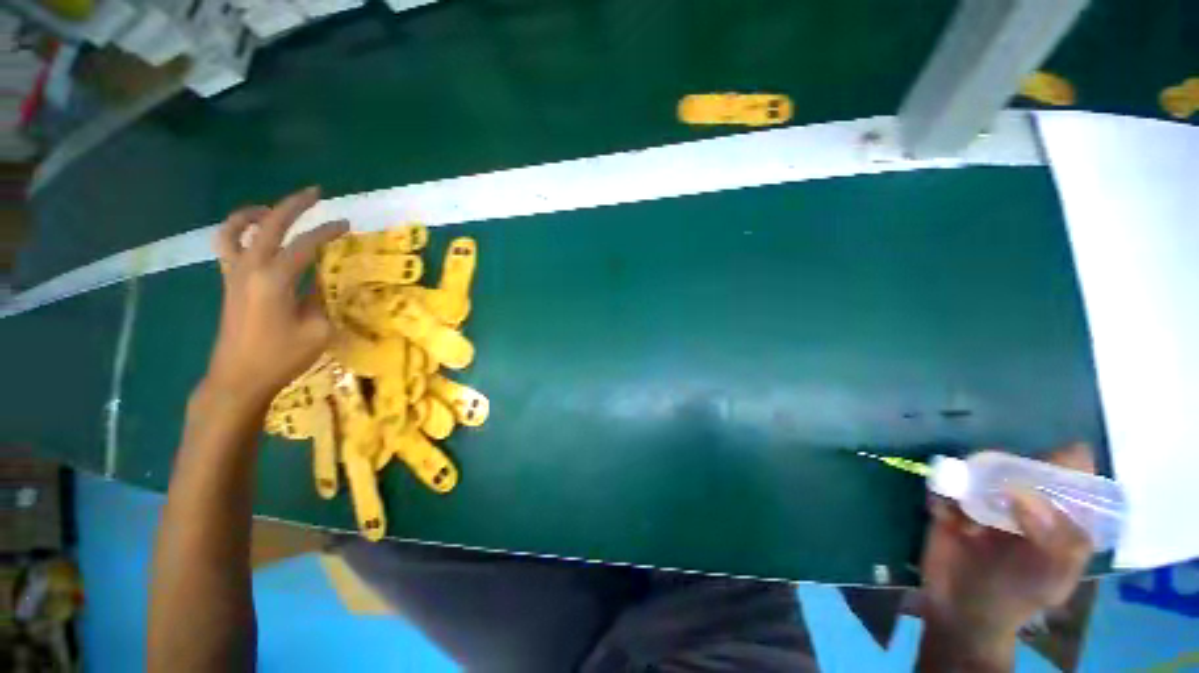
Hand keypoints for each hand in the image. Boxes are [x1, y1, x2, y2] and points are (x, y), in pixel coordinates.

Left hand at [202, 187, 347, 405]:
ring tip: (272, 209)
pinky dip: (239, 232)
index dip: (328, 232)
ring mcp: (234, 274)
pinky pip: (227, 246)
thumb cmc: (281, 356)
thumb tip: (324, 278)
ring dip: (254, 213)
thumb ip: (322, 297)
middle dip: (293, 205)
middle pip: (270, 225)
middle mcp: (250, 268)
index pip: (305, 245)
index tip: (346, 225)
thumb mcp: (318, 329)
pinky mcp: (228, 283)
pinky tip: (256, 237)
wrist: (238, 378)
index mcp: (275, 280)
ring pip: (236, 230)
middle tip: (315, 192)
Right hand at [918, 443, 1094, 656]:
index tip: (1053, 454)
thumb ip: (1056, 540)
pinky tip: (944, 514)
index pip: (1071, 474)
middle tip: (996, 479)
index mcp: (1057, 515)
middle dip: (1006, 464)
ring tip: (968, 502)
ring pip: (977, 468)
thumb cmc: (1017, 597)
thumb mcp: (1051, 578)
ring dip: (969, 475)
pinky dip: (941, 492)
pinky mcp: (947, 504)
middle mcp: (1022, 500)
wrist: (961, 612)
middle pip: (1019, 463)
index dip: (1066, 459)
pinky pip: (942, 485)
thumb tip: (1023, 494)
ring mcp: (982, 501)